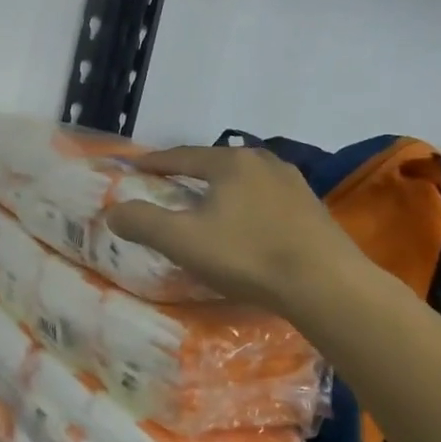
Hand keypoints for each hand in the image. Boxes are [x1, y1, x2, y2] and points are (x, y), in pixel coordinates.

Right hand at [103, 145, 359, 314]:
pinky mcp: (312, 208)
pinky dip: (245, 204)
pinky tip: (244, 224)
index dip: (154, 162)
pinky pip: (265, 198)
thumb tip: (113, 211)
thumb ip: (142, 222)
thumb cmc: (248, 256)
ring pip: (243, 179)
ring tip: (205, 203)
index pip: (181, 155)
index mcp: (230, 162)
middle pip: (214, 163)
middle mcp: (263, 161)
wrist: (327, 285)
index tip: (134, 167)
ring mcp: (293, 183)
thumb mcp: (182, 240)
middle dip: (188, 173)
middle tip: (166, 185)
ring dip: (220, 189)